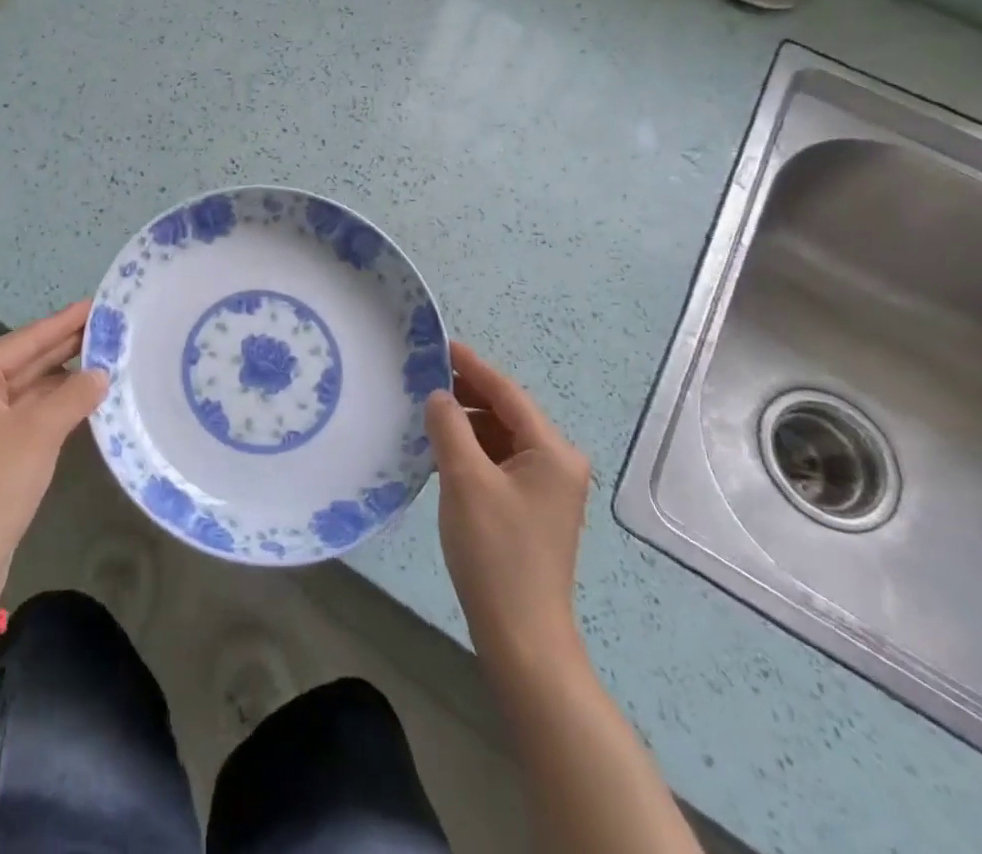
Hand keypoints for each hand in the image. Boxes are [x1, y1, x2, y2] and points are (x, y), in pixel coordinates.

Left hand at [0, 302, 108, 602]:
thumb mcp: (38, 433)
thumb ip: (74, 395)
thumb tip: (102, 374)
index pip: (23, 341)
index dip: (62, 323)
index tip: (95, 304)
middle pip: (22, 362)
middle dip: (64, 347)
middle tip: (107, 326)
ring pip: (25, 389)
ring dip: (61, 378)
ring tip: (104, 356)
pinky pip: (23, 414)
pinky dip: (52, 405)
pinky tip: (83, 395)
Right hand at [426, 341, 592, 673]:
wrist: (522, 636)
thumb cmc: (495, 551)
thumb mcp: (464, 480)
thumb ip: (449, 427)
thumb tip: (438, 395)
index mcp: (552, 451)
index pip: (507, 393)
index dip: (471, 366)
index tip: (439, 344)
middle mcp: (558, 463)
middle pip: (507, 413)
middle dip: (467, 394)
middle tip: (423, 377)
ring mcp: (548, 488)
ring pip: (502, 438)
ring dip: (467, 424)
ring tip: (427, 413)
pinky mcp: (532, 509)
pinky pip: (500, 462)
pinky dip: (473, 451)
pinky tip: (442, 451)